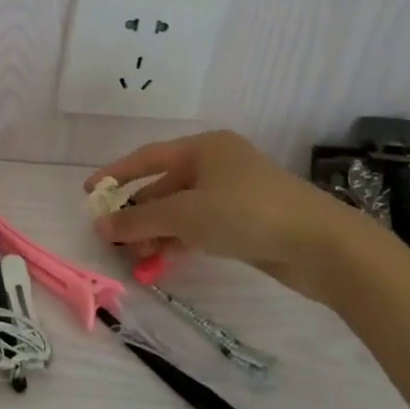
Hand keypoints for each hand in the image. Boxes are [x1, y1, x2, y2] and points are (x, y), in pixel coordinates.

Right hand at [86, 131, 358, 303]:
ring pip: (182, 211)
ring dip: (157, 232)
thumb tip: (101, 226)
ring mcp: (233, 194)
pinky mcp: (245, 222)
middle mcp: (217, 164)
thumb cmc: (247, 212)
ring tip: (135, 258)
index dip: (116, 174)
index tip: (89, 193)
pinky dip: (180, 241)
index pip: (148, 158)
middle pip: (165, 186)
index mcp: (204, 147)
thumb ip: (141, 220)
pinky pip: (200, 228)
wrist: (320, 244)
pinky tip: (162, 260)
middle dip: (139, 213)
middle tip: (112, 238)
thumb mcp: (187, 215)